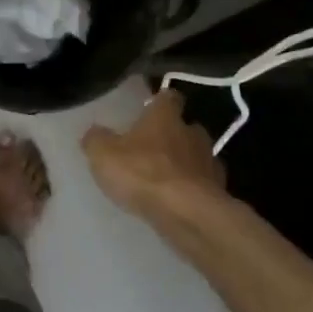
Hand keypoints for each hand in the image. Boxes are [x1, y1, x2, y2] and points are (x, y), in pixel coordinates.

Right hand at [82, 88, 225, 216]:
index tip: (150, 108)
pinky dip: (191, 188)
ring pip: (196, 156)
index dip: (159, 101)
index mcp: (165, 117)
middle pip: (185, 127)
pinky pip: (203, 184)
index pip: (168, 97)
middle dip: (172, 134)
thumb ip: (96, 139)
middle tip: (152, 147)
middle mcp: (192, 133)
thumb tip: (94, 132)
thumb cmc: (143, 173)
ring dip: (183, 163)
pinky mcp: (218, 191)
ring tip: (163, 177)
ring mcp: (209, 163)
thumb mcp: (103, 154)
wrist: (187, 214)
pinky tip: (176, 199)